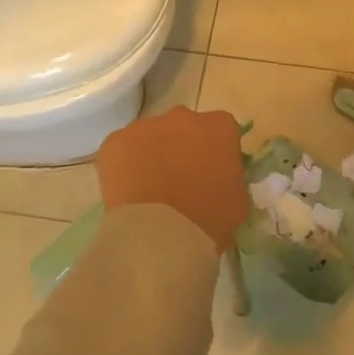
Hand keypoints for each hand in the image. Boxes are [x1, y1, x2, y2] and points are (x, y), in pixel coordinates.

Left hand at [96, 107, 247, 253]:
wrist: (159, 237)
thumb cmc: (208, 221)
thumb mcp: (238, 200)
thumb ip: (231, 176)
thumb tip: (220, 176)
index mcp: (219, 127)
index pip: (221, 130)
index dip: (215, 151)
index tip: (211, 173)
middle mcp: (184, 116)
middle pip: (184, 127)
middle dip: (182, 147)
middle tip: (179, 181)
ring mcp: (146, 126)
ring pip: (151, 136)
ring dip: (152, 154)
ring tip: (149, 190)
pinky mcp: (116, 140)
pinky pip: (122, 148)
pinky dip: (124, 165)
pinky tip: (128, 192)